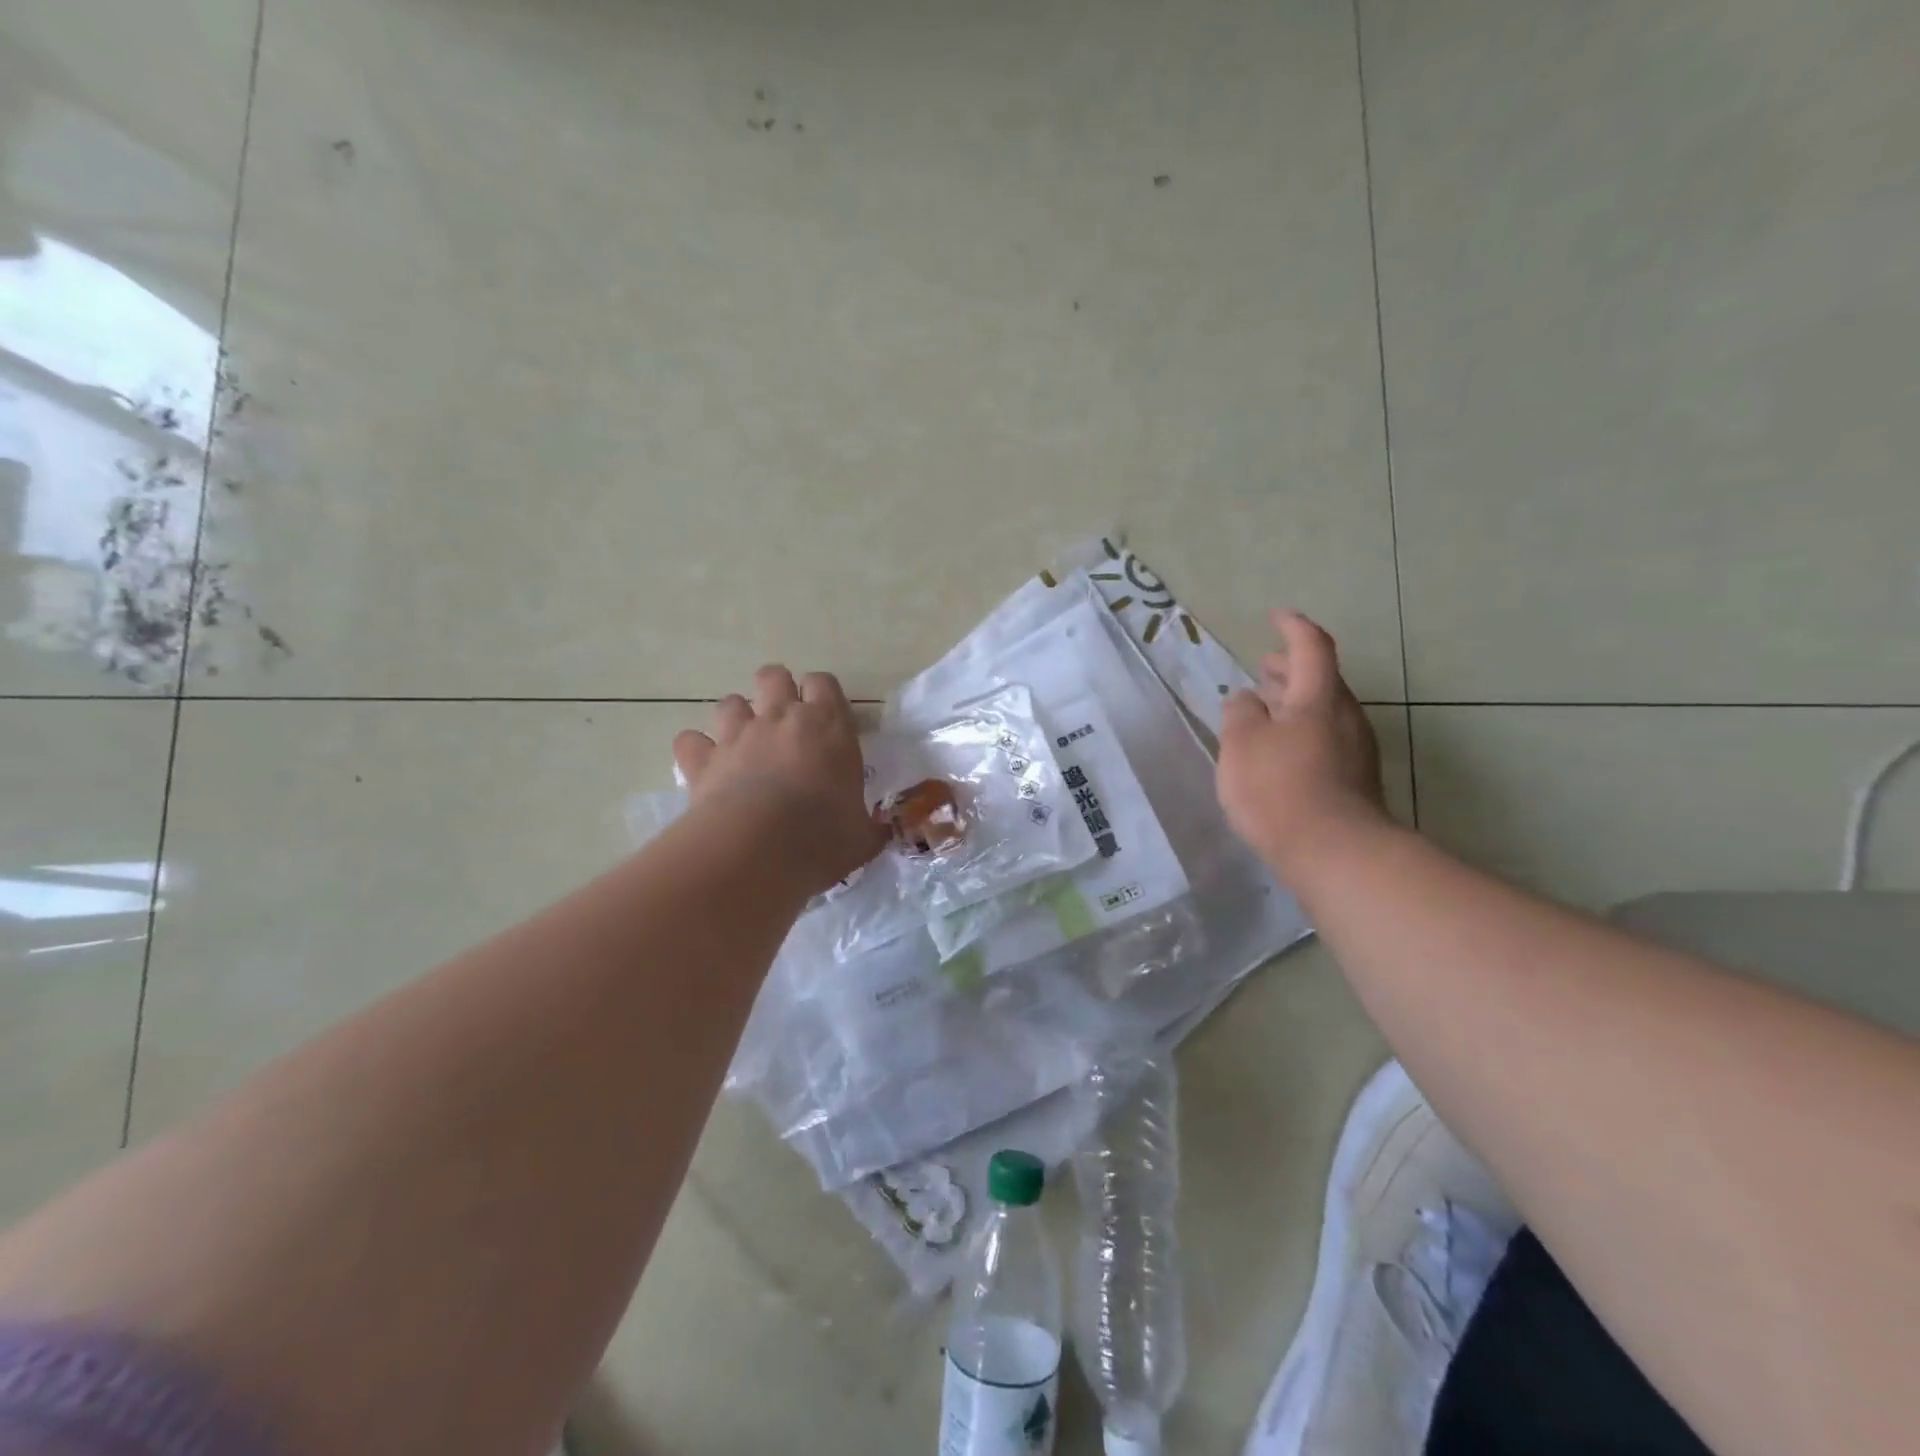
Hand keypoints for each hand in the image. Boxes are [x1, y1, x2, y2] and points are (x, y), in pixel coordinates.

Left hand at [673, 665, 885, 895]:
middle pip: (774, 676)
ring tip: (744, 744)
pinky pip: (690, 741)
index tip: (825, 719)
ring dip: (737, 718)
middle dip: (777, 691)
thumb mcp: (862, 838)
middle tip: (784, 724)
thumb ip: (870, 828)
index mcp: (829, 726)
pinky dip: (697, 750)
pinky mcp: (702, 760)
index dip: (822, 695)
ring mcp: (737, 735)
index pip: (824, 683)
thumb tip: (880, 833)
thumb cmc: (822, 838)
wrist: (756, 850)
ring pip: (730, 702)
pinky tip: (706, 767)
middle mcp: (781, 718)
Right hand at [1217, 611, 1388, 874]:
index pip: (1311, 646)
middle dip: (1291, 670)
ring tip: (1266, 709)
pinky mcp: (1355, 781)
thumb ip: (1240, 713)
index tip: (1276, 616)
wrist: (1335, 854)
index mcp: (1318, 698)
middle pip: (1321, 680)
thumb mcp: (1242, 744)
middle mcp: (1345, 716)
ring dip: (1295, 703)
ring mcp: (1356, 751)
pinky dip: (1301, 732)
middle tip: (1265, 667)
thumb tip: (1247, 698)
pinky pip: (1326, 740)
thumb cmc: (1279, 788)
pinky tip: (1280, 752)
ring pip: (1324, 712)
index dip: (1293, 627)